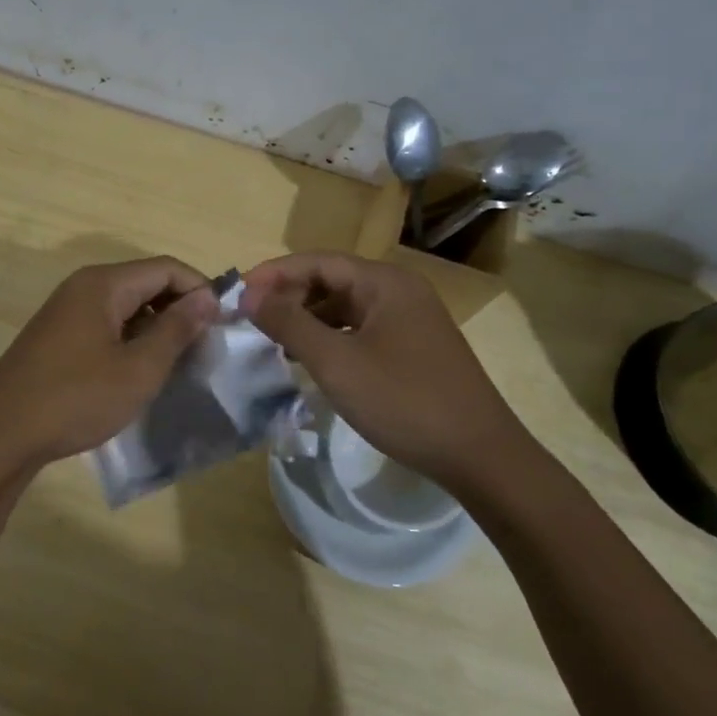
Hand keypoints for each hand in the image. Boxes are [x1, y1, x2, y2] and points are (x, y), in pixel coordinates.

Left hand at [0, 257, 218, 479]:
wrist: (1, 435)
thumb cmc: (76, 399)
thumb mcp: (138, 368)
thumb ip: (176, 329)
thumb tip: (207, 298)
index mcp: (103, 284)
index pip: (166, 268)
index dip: (200, 289)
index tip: (225, 322)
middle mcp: (83, 287)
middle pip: (145, 282)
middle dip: (179, 307)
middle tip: (205, 344)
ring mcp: (66, 310)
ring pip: (126, 305)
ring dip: (156, 325)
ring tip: (178, 360)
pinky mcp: (57, 335)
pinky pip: (105, 322)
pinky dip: (131, 337)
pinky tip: (140, 369)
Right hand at [241, 251, 528, 490]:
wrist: (479, 454)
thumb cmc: (403, 401)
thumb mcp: (336, 362)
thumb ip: (289, 323)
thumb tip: (249, 294)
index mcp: (384, 282)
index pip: (317, 261)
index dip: (274, 273)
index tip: (236, 294)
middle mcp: (399, 290)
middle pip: (332, 280)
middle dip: (289, 296)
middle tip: (252, 320)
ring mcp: (410, 319)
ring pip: (345, 307)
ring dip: (308, 319)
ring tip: (275, 342)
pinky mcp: (414, 347)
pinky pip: (361, 329)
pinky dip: (331, 338)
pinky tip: (312, 361)